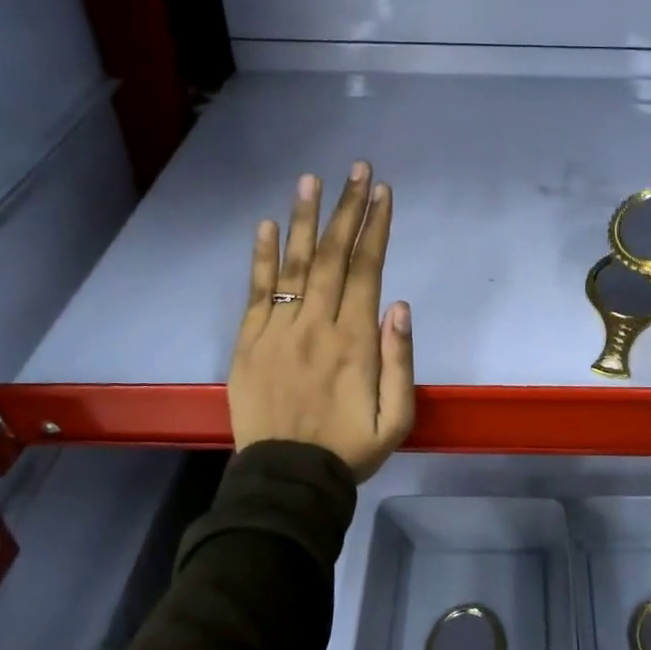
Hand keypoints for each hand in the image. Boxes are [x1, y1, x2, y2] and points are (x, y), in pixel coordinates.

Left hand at [229, 161, 414, 480]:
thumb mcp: (397, 418)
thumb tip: (400, 305)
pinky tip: (266, 226)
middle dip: (348, 209)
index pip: (368, 270)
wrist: (287, 480)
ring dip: (304, 220)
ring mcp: (278, 331)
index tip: (382, 192)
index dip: (376, 228)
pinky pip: (256, 293)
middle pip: (334, 257)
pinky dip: (261, 258)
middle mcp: (317, 325)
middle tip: (357, 169)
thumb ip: (402, 361)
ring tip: (311, 180)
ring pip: (295, 265)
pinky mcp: (249, 343)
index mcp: (355, 341)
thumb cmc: (349, 450)